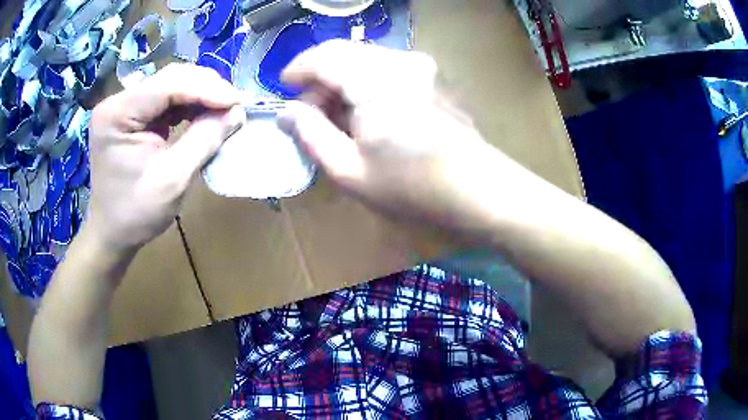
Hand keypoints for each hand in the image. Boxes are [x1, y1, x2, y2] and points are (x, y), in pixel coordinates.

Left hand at [88, 64, 244, 252]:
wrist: (112, 233)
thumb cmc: (136, 214)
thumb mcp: (172, 179)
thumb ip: (204, 140)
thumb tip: (237, 112)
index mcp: (118, 114)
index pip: (168, 86)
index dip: (207, 90)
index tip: (239, 103)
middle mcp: (118, 102)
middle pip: (170, 78)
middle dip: (206, 88)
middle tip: (235, 105)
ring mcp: (124, 107)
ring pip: (171, 84)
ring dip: (200, 94)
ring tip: (224, 109)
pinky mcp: (132, 116)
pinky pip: (166, 100)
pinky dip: (189, 105)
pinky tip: (205, 114)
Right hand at [280, 40, 505, 231]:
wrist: (480, 191)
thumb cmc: (413, 187)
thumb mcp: (349, 170)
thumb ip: (311, 135)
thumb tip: (288, 113)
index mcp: (374, 79)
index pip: (324, 55)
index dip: (299, 68)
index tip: (284, 87)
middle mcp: (399, 60)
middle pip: (345, 54)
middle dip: (320, 78)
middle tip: (309, 113)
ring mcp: (422, 66)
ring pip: (366, 60)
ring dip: (344, 81)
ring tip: (337, 118)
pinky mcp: (433, 77)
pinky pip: (387, 68)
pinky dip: (366, 83)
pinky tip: (367, 113)